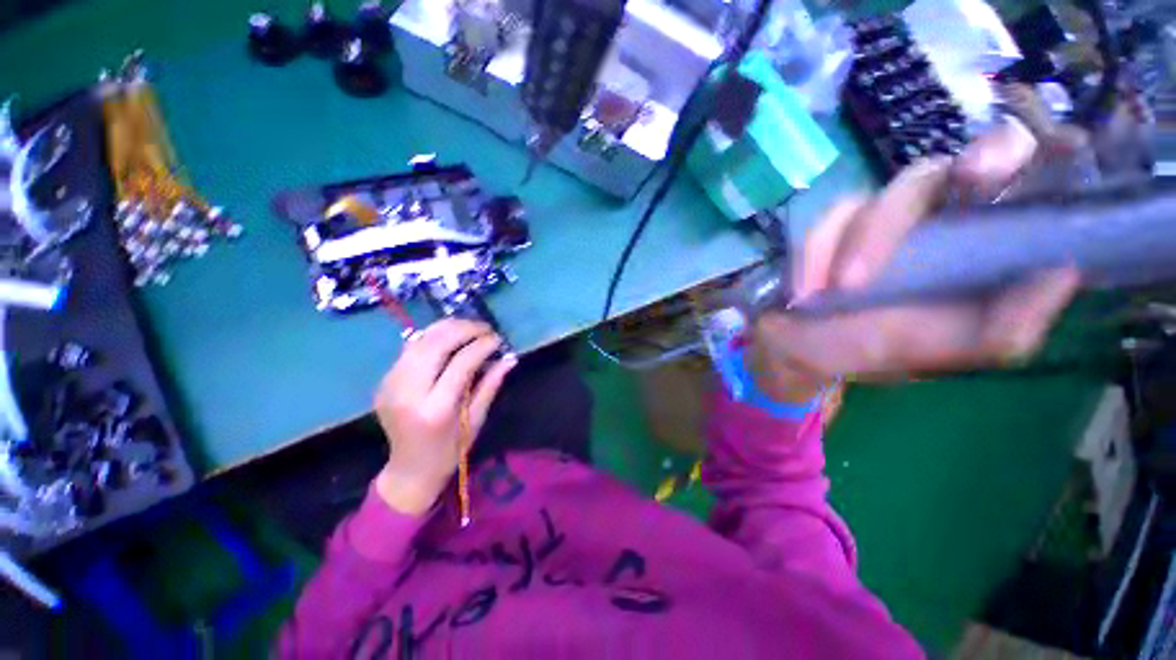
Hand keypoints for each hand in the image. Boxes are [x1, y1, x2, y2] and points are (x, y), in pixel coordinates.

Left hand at [372, 319, 516, 513]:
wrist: (409, 469)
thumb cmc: (450, 449)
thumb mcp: (476, 420)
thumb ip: (491, 385)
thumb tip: (510, 358)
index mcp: (435, 409)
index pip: (460, 364)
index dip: (482, 346)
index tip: (498, 339)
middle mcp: (408, 393)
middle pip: (435, 345)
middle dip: (464, 329)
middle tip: (485, 327)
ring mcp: (390, 385)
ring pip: (419, 341)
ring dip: (447, 328)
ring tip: (470, 327)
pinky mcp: (384, 381)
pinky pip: (410, 349)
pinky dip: (432, 337)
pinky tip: (449, 337)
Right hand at [750, 121, 1081, 402]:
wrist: (804, 348)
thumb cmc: (879, 347)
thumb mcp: (950, 349)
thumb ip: (1007, 326)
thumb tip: (1065, 271)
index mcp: (976, 241)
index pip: (1014, 180)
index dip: (1028, 156)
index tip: (1048, 150)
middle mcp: (933, 215)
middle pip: (949, 169)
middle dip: (964, 167)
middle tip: (975, 176)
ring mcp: (877, 215)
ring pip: (882, 195)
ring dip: (861, 241)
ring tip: (838, 291)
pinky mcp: (831, 225)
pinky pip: (826, 221)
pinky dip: (815, 255)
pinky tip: (807, 291)